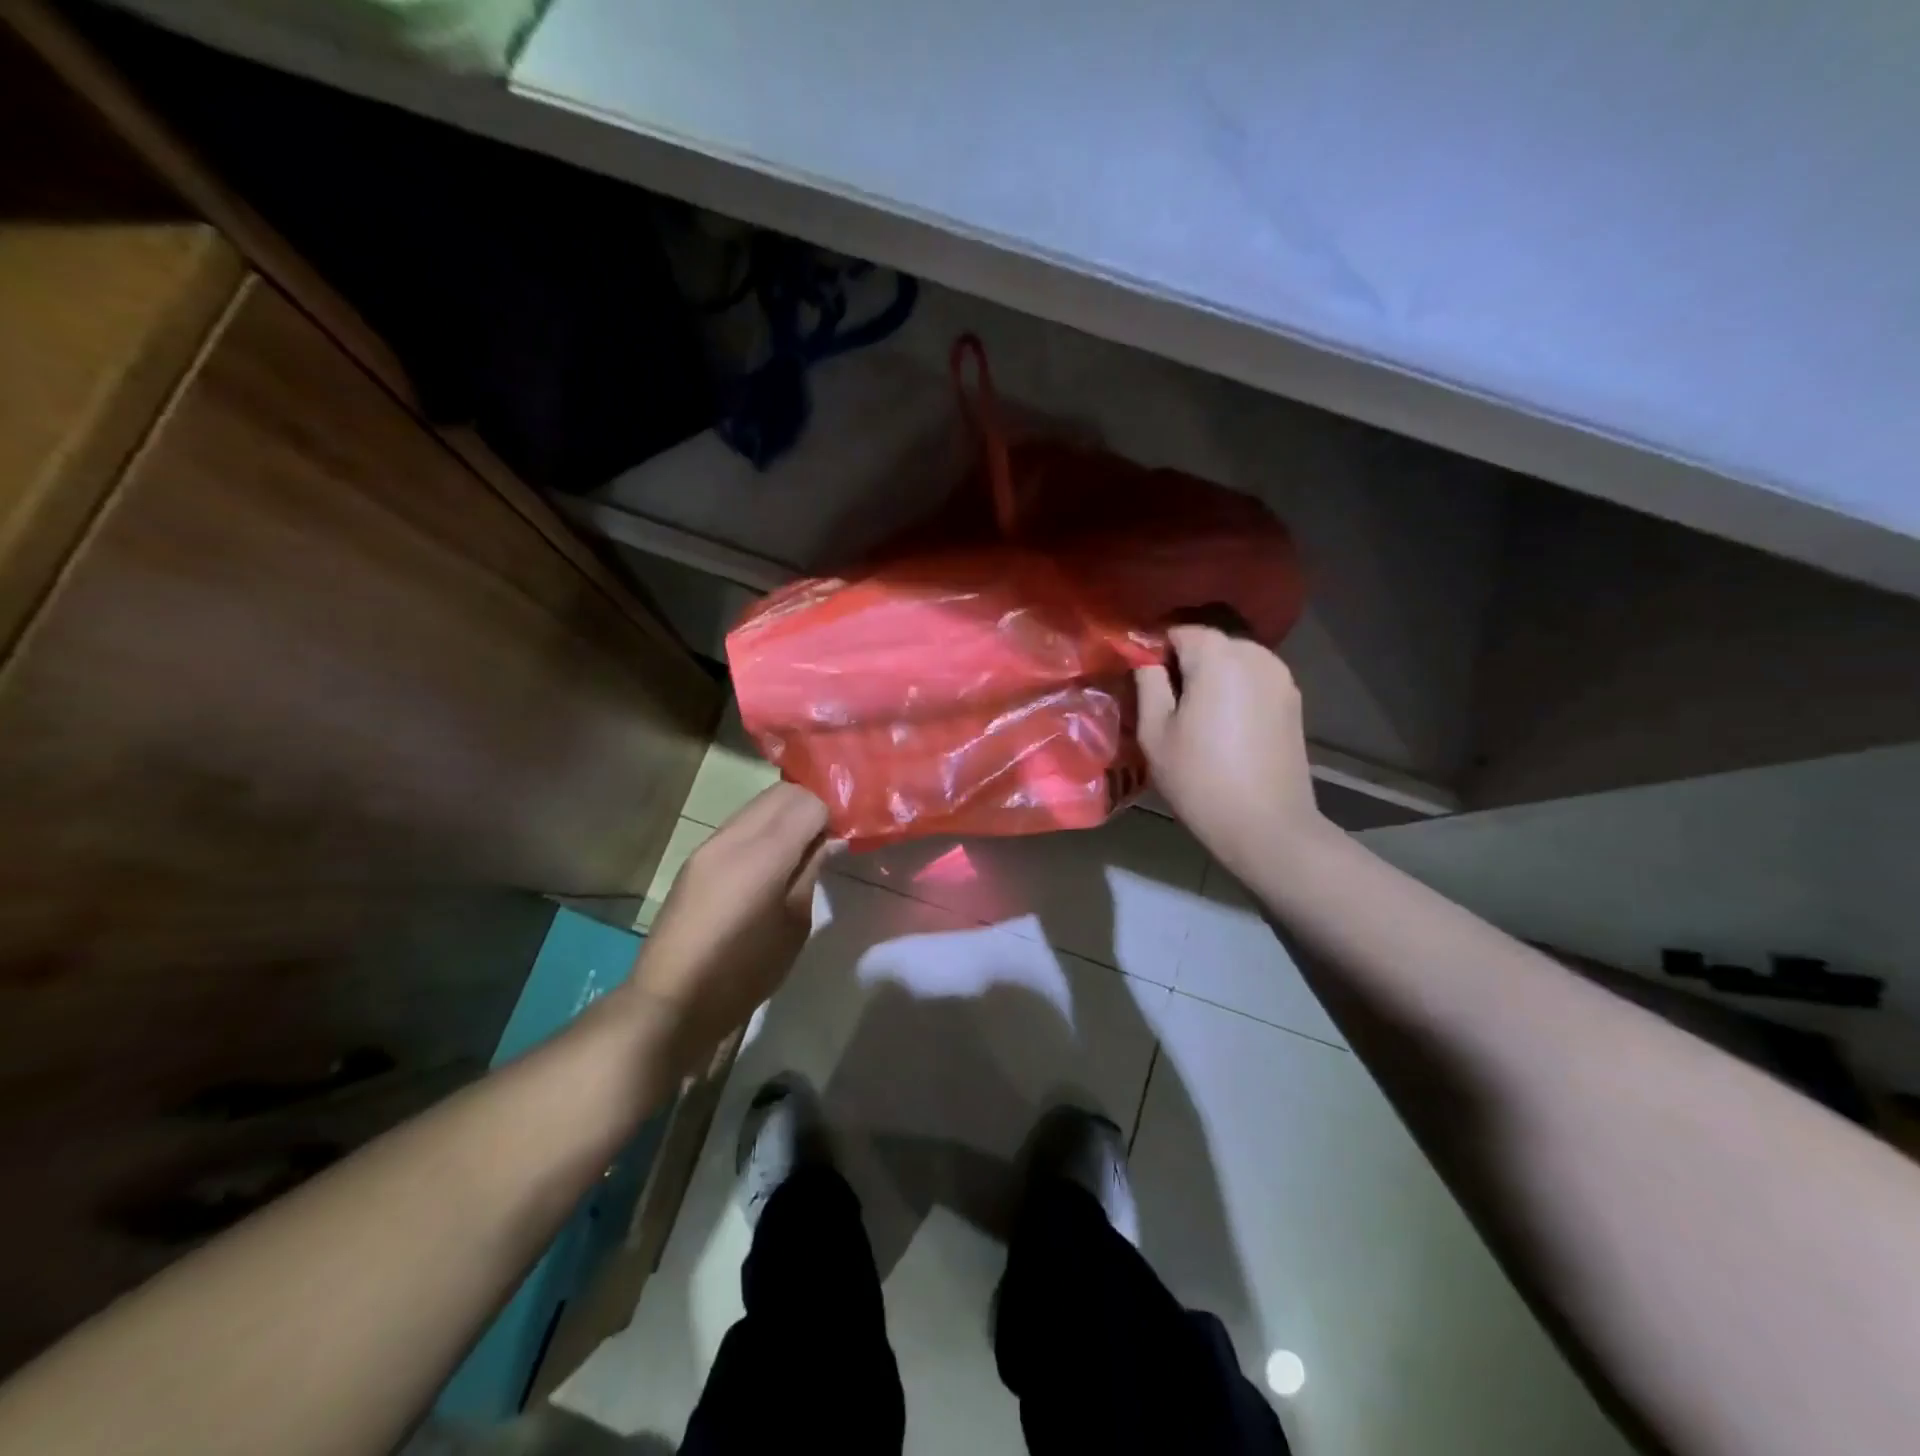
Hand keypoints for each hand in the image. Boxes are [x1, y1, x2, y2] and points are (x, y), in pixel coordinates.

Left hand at [627, 782, 835, 1074]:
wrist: (670, 1001)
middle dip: (811, 806)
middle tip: (829, 838)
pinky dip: (764, 829)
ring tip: (802, 849)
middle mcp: (733, 837)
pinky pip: (740, 825)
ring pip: (758, 805)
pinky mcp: (696, 858)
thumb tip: (828, 839)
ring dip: (786, 815)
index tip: (845, 836)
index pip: (808, 802)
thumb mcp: (794, 926)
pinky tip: (772, 862)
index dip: (832, 814)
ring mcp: (709, 845)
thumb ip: (810, 872)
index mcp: (762, 855)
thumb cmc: (743, 972)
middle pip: (782, 794)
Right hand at [1134, 625, 1328, 877]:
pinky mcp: (1293, 701)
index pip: (1177, 631)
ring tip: (1194, 715)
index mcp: (1218, 656)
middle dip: (1184, 662)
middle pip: (1209, 642)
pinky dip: (1235, 691)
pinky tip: (1224, 726)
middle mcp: (1255, 654)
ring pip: (1233, 661)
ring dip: (1212, 676)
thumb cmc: (1200, 779)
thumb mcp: (1155, 732)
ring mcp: (1280, 676)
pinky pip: (1254, 680)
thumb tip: (1144, 658)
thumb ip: (1149, 683)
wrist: (1266, 826)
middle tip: (1164, 701)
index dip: (1154, 651)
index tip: (1141, 681)